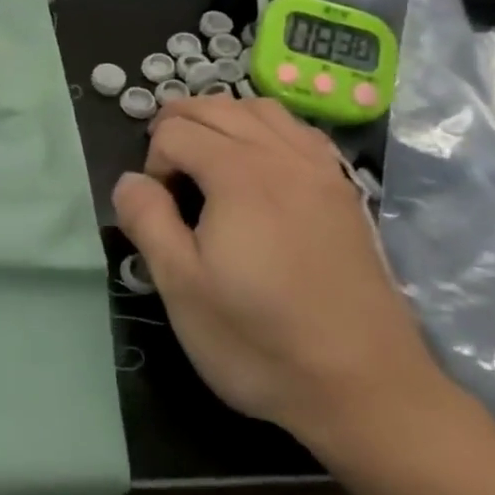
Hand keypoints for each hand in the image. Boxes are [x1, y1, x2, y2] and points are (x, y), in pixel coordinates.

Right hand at [112, 96, 449, 460]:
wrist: (365, 388)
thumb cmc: (260, 340)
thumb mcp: (182, 288)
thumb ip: (148, 221)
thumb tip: (129, 181)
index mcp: (238, 174)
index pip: (176, 131)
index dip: (153, 162)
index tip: (159, 212)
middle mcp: (281, 156)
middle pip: (217, 107)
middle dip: (178, 125)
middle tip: (165, 174)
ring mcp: (321, 170)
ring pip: (261, 109)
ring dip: (223, 118)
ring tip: (205, 156)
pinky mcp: (344, 191)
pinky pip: (299, 132)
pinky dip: (266, 128)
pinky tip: (260, 163)